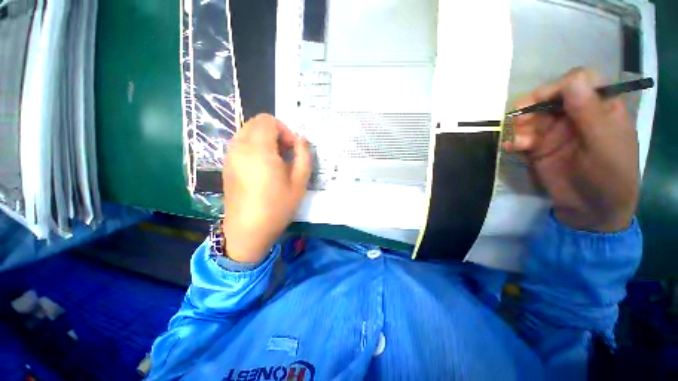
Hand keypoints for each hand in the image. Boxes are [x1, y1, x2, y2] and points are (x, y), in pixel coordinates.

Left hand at [222, 114, 311, 262]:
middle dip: (275, 133)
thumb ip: (304, 156)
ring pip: (248, 132)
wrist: (248, 230)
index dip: (285, 131)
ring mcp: (230, 156)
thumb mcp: (299, 182)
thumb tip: (302, 140)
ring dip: (265, 139)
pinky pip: (241, 144)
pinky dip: (255, 146)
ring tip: (277, 160)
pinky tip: (264, 167)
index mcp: (258, 149)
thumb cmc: (277, 206)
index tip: (293, 149)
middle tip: (286, 153)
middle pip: (256, 123)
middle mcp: (240, 147)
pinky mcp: (227, 165)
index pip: (268, 121)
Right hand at [504, 68, 639, 231]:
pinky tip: (512, 148)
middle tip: (520, 120)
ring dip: (520, 126)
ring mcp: (555, 132)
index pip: (579, 82)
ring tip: (519, 141)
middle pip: (550, 97)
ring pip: (531, 117)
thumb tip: (572, 79)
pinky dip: (514, 140)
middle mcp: (576, 115)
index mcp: (600, 107)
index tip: (542, 100)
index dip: (560, 86)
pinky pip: (521, 137)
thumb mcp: (604, 145)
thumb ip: (590, 113)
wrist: (590, 210)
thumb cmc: (609, 176)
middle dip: (532, 106)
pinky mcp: (538, 148)